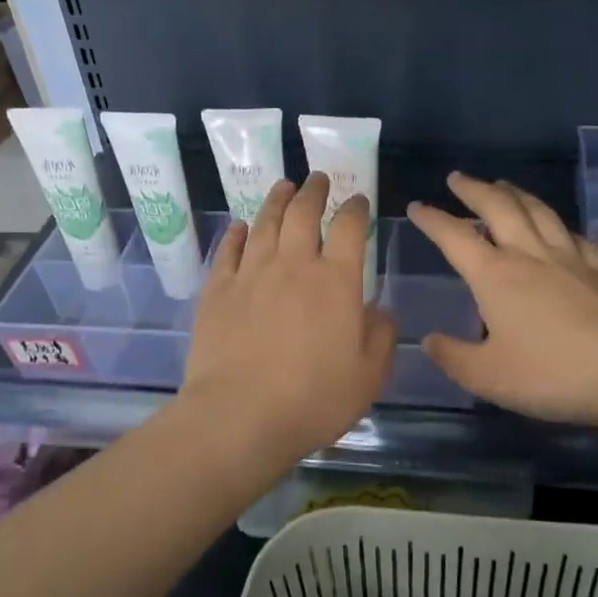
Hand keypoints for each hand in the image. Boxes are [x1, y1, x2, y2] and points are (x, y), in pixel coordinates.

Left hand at [182, 173, 395, 467]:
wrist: (239, 417)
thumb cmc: (313, 400)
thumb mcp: (368, 376)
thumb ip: (380, 336)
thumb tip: (378, 309)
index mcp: (336, 281)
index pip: (349, 228)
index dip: (355, 208)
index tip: (358, 200)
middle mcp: (293, 265)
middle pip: (303, 213)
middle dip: (314, 191)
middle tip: (318, 180)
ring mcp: (251, 274)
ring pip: (265, 222)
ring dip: (277, 200)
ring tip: (283, 186)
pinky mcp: (217, 290)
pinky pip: (229, 249)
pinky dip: (238, 233)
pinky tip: (241, 227)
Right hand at [408, 173, 597, 427]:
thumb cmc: (551, 374)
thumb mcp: (487, 376)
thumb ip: (454, 356)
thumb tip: (430, 340)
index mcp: (496, 276)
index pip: (455, 237)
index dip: (433, 220)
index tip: (417, 206)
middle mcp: (530, 255)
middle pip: (499, 208)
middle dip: (474, 189)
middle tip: (458, 179)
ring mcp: (571, 259)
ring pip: (540, 212)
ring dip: (516, 194)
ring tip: (503, 185)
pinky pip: (576, 237)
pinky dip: (559, 226)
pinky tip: (560, 229)